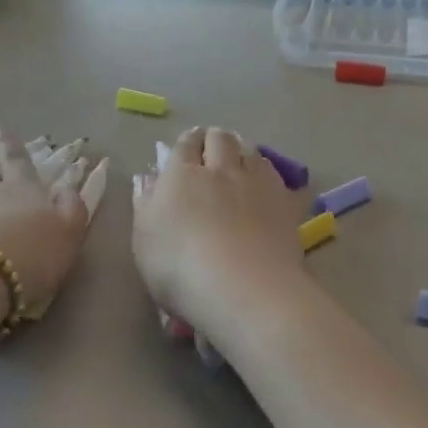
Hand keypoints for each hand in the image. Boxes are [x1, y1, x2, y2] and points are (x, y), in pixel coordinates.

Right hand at [132, 127, 305, 333]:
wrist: (246, 288)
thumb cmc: (181, 269)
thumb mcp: (144, 242)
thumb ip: (145, 205)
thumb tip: (148, 178)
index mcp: (181, 175)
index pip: (184, 145)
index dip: (186, 143)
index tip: (187, 147)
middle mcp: (219, 168)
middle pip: (219, 138)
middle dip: (213, 139)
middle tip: (211, 150)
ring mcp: (255, 182)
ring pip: (249, 149)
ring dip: (241, 148)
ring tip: (239, 159)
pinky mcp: (283, 200)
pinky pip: (273, 172)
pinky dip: (265, 169)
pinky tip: (263, 180)